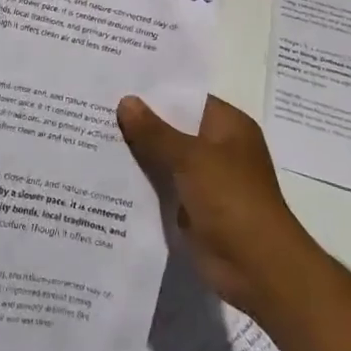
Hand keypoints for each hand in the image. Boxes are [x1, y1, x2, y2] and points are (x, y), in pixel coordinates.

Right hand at [117, 94, 307, 316]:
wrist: (258, 269)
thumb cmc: (232, 199)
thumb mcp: (190, 158)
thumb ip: (155, 131)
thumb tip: (126, 101)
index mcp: (228, 125)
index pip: (187, 97)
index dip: (155, 89)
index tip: (118, 81)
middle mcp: (218, 148)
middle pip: (173, 127)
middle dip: (140, 121)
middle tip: (95, 103)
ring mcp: (206, 180)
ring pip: (165, 157)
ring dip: (138, 152)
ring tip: (92, 132)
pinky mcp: (194, 208)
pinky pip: (163, 186)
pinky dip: (142, 182)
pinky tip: (107, 172)